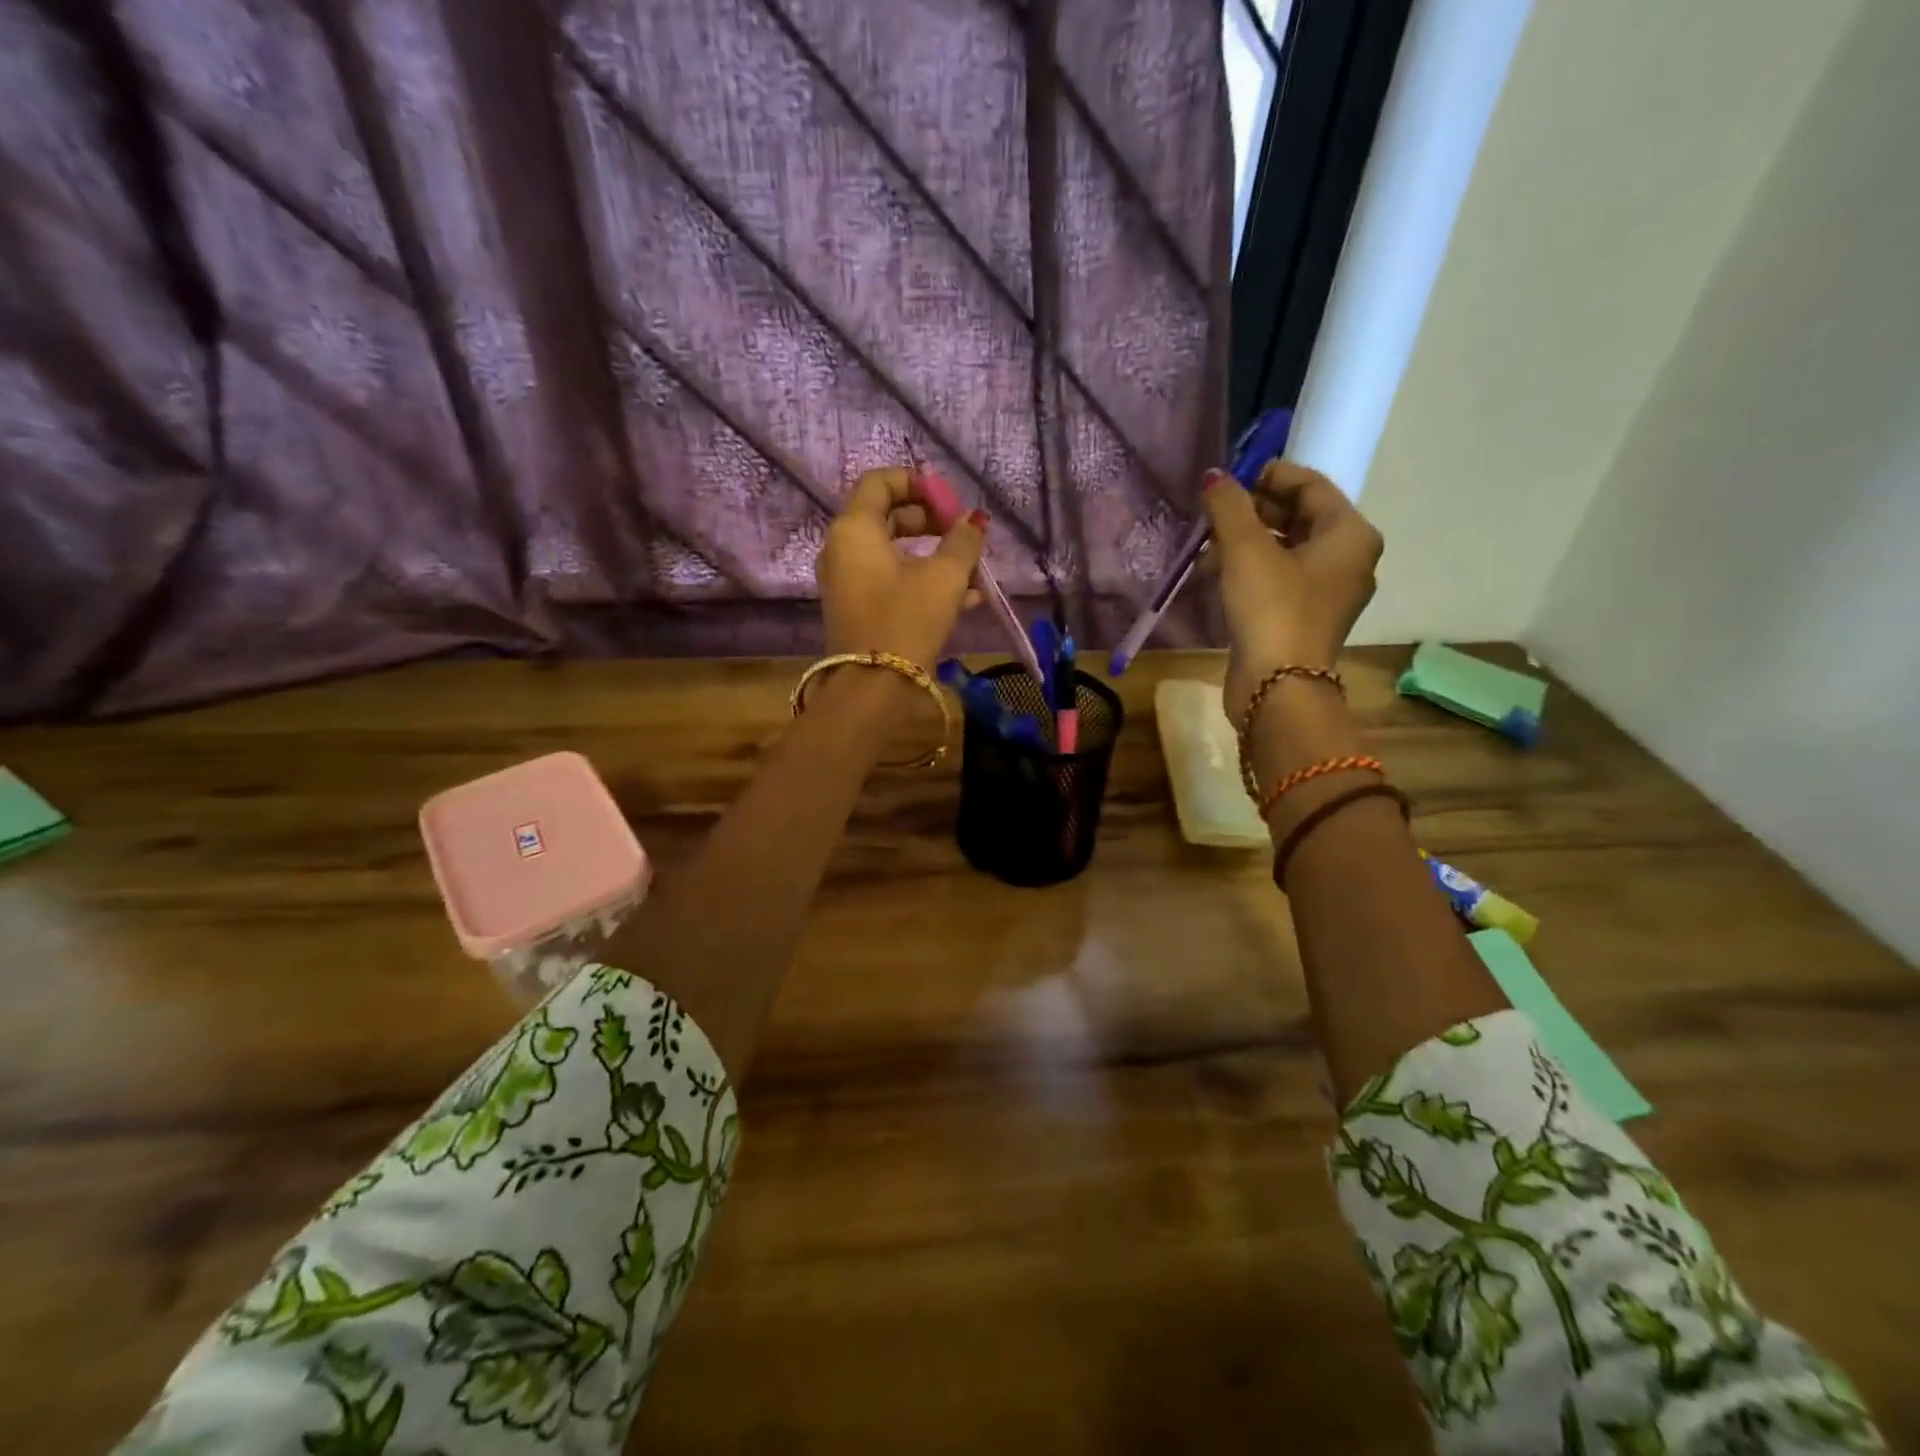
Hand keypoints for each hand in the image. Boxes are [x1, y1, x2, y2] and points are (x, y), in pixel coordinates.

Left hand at [817, 467, 988, 669]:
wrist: (873, 687)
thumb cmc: (907, 619)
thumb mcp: (944, 577)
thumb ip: (963, 542)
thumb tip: (975, 519)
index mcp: (854, 529)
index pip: (880, 482)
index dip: (917, 483)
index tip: (950, 502)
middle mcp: (842, 550)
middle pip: (887, 516)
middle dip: (931, 521)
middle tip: (964, 534)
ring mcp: (848, 582)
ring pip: (893, 553)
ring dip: (934, 555)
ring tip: (973, 570)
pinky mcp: (859, 610)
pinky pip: (891, 581)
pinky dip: (922, 580)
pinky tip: (966, 598)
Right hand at [1202, 460, 1382, 724]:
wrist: (1277, 686)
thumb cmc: (1271, 608)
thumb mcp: (1245, 549)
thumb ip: (1229, 505)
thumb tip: (1214, 476)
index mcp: (1350, 534)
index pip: (1311, 485)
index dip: (1269, 475)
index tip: (1230, 477)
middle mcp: (1348, 560)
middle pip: (1299, 517)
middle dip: (1252, 512)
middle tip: (1214, 512)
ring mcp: (1327, 593)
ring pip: (1285, 550)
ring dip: (1244, 543)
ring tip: (1206, 549)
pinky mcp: (1303, 619)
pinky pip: (1278, 579)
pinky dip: (1249, 571)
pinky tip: (1214, 576)